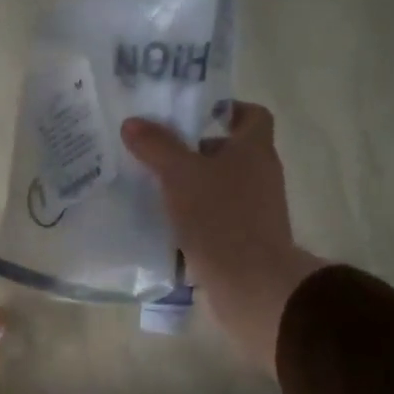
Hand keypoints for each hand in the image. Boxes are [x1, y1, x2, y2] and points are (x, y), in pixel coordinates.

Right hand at [122, 103, 325, 372]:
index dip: (226, 109)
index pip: (251, 115)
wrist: (250, 284)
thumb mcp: (179, 175)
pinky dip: (194, 218)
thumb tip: (132, 123)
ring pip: (220, 187)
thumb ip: (156, 146)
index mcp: (254, 150)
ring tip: (153, 188)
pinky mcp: (244, 240)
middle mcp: (261, 175)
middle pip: (230, 152)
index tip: (193, 115)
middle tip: (158, 151)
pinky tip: (164, 224)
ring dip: (191, 186)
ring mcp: (256, 210)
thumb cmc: (220, 217)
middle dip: (195, 151)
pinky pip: (216, 218)